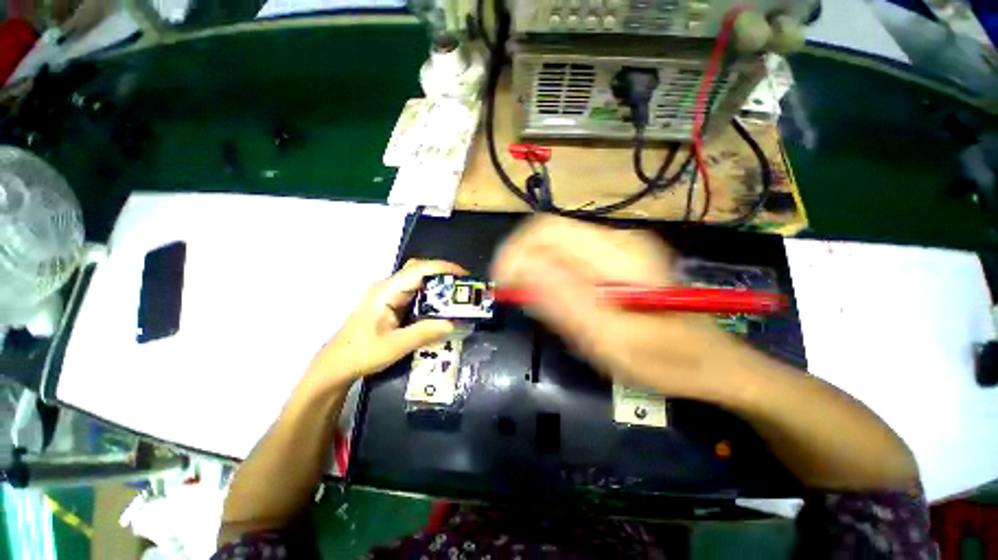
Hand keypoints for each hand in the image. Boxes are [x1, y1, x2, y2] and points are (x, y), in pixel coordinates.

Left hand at [302, 259, 467, 391]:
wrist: (336, 365)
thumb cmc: (360, 354)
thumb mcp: (394, 346)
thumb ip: (424, 333)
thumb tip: (453, 323)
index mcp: (386, 291)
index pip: (418, 270)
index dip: (443, 269)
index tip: (465, 276)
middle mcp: (388, 287)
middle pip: (419, 269)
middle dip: (444, 274)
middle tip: (464, 287)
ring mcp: (388, 293)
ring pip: (418, 279)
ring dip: (438, 284)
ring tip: (458, 296)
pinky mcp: (391, 302)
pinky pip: (415, 291)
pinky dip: (431, 295)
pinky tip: (441, 306)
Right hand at [491, 215, 736, 397]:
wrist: (709, 361)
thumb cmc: (665, 360)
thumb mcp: (609, 340)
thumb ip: (565, 303)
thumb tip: (521, 271)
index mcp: (618, 255)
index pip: (546, 231)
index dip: (515, 253)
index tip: (503, 285)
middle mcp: (617, 240)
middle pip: (548, 233)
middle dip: (522, 261)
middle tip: (516, 297)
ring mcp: (617, 247)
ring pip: (556, 244)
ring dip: (536, 269)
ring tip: (540, 304)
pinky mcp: (614, 259)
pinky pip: (568, 257)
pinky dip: (552, 275)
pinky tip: (559, 300)